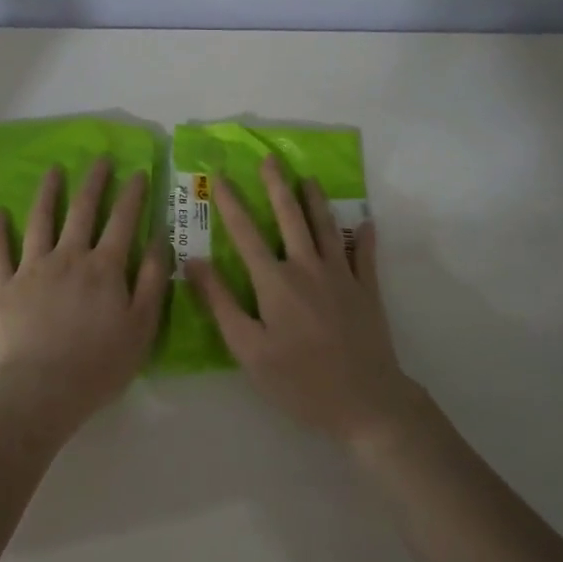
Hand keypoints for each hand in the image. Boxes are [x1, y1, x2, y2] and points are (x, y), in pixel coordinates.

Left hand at [0, 159, 167, 429]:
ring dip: (48, 192)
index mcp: (105, 267)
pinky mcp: (3, 286)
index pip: (123, 220)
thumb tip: (160, 238)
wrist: (42, 389)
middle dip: (94, 181)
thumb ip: (154, 280)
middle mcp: (69, 256)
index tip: (138, 172)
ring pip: (40, 220)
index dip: (132, 194)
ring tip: (54, 170)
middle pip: (82, 210)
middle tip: (100, 159)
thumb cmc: (100, 363)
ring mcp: (32, 268)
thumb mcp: (143, 325)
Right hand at [187, 156, 432, 450]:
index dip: (231, 203)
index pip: (246, 233)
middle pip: (291, 217)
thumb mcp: (248, 349)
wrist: (365, 402)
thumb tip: (195, 262)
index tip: (219, 176)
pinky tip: (365, 222)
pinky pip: (365, 254)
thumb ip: (221, 303)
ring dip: (316, 200)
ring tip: (308, 178)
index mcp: (275, 282)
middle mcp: (308, 268)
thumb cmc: (299, 380)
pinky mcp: (368, 291)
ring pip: (327, 227)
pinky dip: (364, 236)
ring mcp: (343, 276)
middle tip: (269, 159)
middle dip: (277, 186)